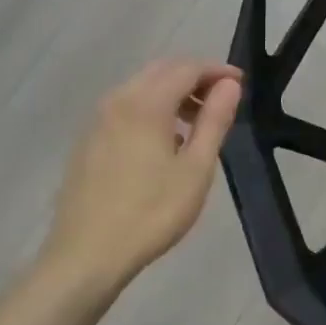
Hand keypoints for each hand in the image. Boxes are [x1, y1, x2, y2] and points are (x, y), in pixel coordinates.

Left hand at [44, 58, 242, 293]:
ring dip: (172, 92)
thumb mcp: (196, 169)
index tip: (240, 85)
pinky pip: (125, 107)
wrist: (86, 256)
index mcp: (146, 103)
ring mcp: (97, 120)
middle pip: (162, 70)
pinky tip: (163, 141)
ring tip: (196, 123)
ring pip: (141, 87)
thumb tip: (229, 86)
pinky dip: (151, 108)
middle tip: (221, 100)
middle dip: (194, 77)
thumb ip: (214, 121)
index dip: (217, 71)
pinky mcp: (87, 140)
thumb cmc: (151, 213)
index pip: (187, 68)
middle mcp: (118, 100)